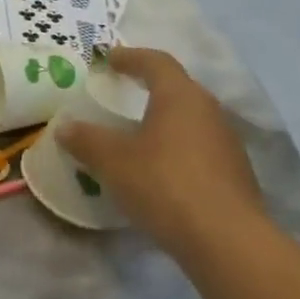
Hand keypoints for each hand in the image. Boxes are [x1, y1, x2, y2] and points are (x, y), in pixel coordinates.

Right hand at [57, 47, 266, 255]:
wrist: (227, 242)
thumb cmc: (164, 185)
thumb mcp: (112, 161)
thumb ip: (86, 140)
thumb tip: (64, 127)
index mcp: (180, 96)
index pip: (156, 62)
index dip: (130, 56)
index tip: (109, 59)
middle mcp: (208, 111)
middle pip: (178, 87)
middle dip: (149, 85)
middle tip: (122, 90)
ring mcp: (227, 143)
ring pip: (190, 119)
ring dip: (164, 118)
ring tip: (137, 131)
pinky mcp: (235, 174)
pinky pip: (199, 147)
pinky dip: (176, 147)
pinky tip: (159, 168)